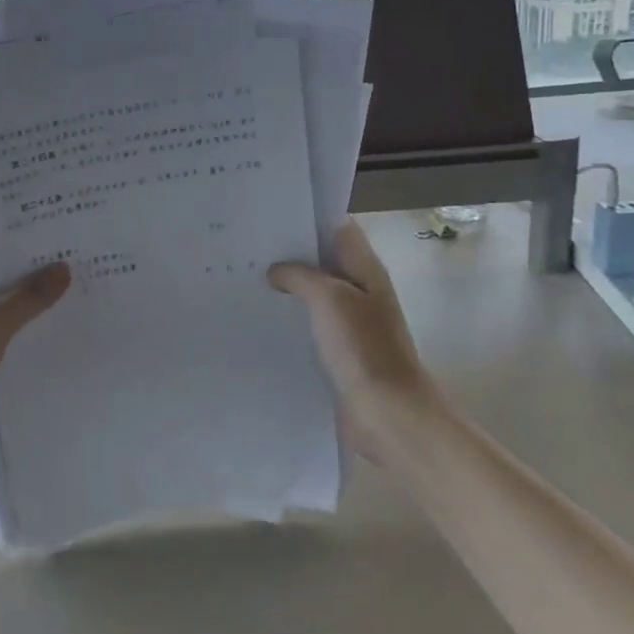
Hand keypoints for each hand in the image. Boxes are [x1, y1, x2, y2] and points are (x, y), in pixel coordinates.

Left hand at [0, 263, 70, 492]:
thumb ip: (26, 298)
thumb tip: (64, 269)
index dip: (17, 256)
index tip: (55, 246)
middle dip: (30, 285)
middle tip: (74, 269)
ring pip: (4, 322)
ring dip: (32, 316)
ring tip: (75, 298)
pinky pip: (7, 349)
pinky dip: (28, 344)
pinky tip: (59, 337)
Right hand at [269, 219, 435, 462]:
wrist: (388, 415)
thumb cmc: (363, 349)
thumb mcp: (329, 298)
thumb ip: (301, 275)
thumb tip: (276, 269)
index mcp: (366, 271)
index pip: (339, 230)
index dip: (309, 220)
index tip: (270, 218)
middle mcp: (360, 292)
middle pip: (324, 262)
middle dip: (290, 255)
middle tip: (246, 249)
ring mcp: (350, 324)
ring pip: (315, 296)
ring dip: (287, 290)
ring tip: (244, 280)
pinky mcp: (339, 353)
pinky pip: (311, 327)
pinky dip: (290, 321)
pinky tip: (260, 321)